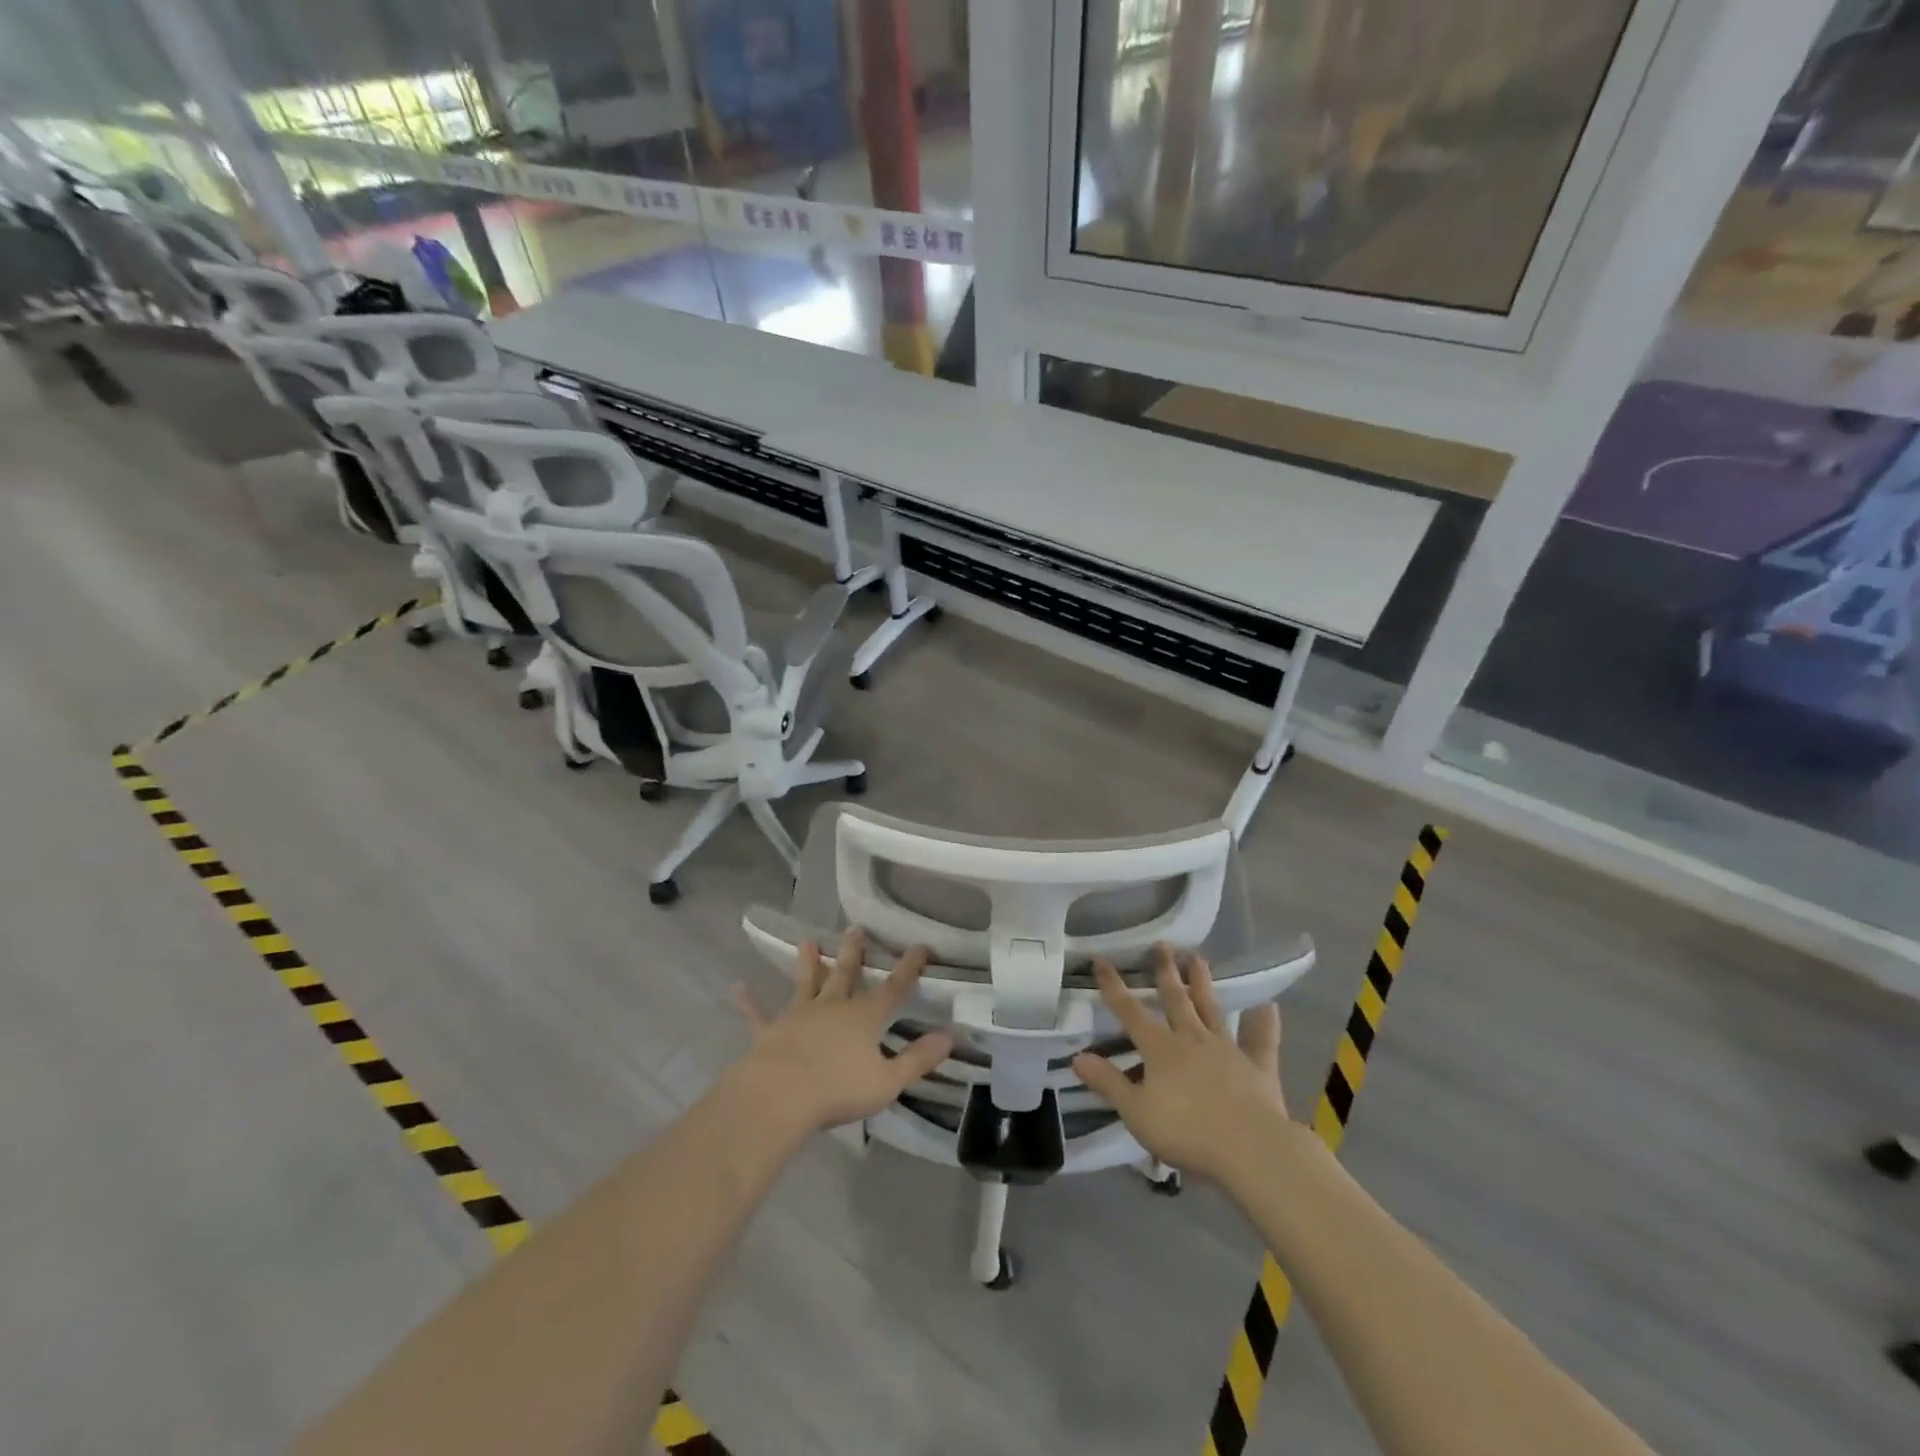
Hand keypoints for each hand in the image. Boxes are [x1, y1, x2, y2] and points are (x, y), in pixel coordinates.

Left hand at [730, 928, 953, 1135]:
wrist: (780, 1096)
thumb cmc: (838, 1090)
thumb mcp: (888, 1080)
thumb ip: (918, 1059)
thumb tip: (950, 1037)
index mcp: (864, 1018)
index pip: (893, 988)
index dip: (909, 968)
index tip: (920, 946)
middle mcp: (833, 1008)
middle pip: (846, 974)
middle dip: (854, 952)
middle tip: (855, 928)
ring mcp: (798, 1016)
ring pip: (806, 984)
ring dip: (808, 963)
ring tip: (807, 940)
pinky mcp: (770, 1031)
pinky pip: (758, 1014)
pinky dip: (749, 1002)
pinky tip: (737, 987)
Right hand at [1073, 945, 1290, 1185]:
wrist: (1251, 1150)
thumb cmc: (1187, 1132)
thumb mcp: (1137, 1112)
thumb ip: (1108, 1082)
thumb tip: (1078, 1057)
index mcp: (1160, 1049)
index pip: (1130, 1011)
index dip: (1113, 986)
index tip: (1101, 959)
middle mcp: (1192, 1039)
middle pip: (1175, 999)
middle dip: (1165, 971)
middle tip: (1162, 944)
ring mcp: (1227, 1049)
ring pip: (1211, 1008)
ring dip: (1202, 982)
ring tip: (1197, 957)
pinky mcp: (1257, 1067)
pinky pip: (1260, 1040)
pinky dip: (1264, 1023)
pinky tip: (1269, 1006)